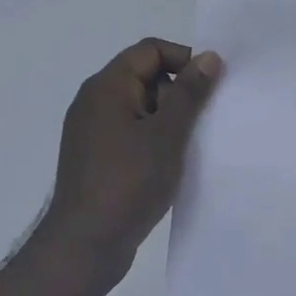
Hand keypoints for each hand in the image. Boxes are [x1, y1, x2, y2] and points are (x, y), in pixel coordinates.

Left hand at [39, 38, 224, 294]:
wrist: (85, 245)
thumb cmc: (128, 183)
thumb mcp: (167, 134)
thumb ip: (188, 93)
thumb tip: (208, 56)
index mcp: (107, 87)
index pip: (150, 50)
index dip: (183, 60)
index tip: (210, 89)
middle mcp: (95, 102)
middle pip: (145, 76)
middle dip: (179, 93)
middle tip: (202, 123)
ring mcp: (93, 131)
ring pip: (141, 108)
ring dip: (169, 120)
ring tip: (191, 147)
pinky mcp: (97, 158)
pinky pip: (132, 133)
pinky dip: (154, 140)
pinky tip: (172, 165)